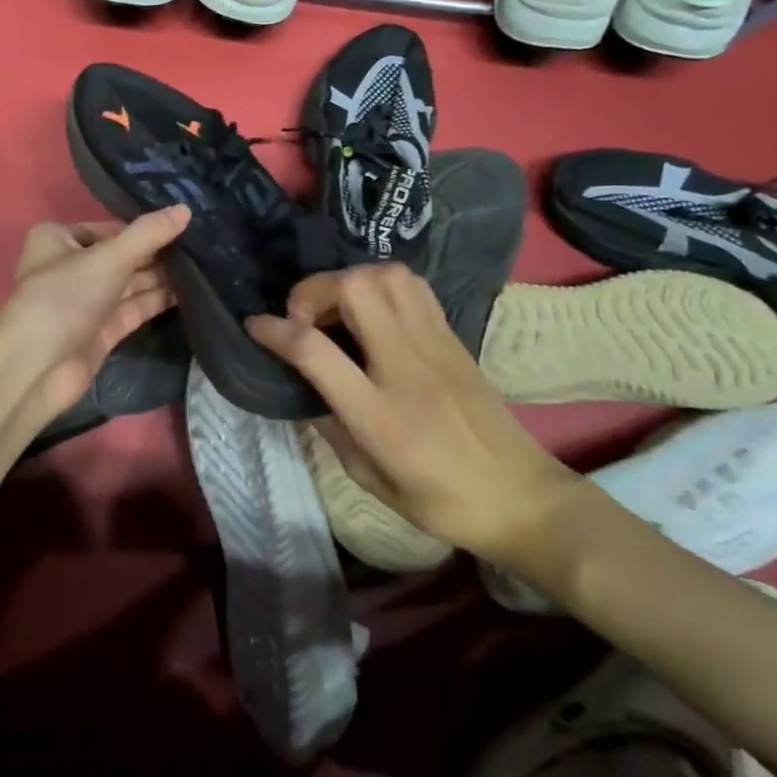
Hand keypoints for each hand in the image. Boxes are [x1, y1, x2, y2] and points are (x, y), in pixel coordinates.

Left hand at [0, 206, 189, 425]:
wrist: (38, 366)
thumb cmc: (65, 296)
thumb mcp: (109, 257)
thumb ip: (148, 234)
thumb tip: (186, 209)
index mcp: (58, 239)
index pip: (109, 228)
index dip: (144, 229)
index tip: (185, 226)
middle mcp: (70, 267)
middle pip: (122, 256)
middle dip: (157, 254)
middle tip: (203, 245)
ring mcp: (86, 301)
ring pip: (130, 284)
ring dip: (162, 277)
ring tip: (205, 266)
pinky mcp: (100, 330)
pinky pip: (133, 308)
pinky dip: (157, 301)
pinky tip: (191, 292)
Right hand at [246, 265, 574, 563]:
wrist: (522, 498)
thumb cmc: (440, 500)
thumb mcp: (368, 478)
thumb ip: (330, 425)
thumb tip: (306, 385)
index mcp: (380, 415)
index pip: (316, 351)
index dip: (274, 330)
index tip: (254, 325)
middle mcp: (406, 366)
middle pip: (356, 289)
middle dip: (315, 290)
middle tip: (305, 318)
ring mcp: (436, 345)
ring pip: (387, 276)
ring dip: (349, 281)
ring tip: (336, 310)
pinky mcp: (454, 337)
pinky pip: (413, 287)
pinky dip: (380, 284)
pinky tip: (371, 312)